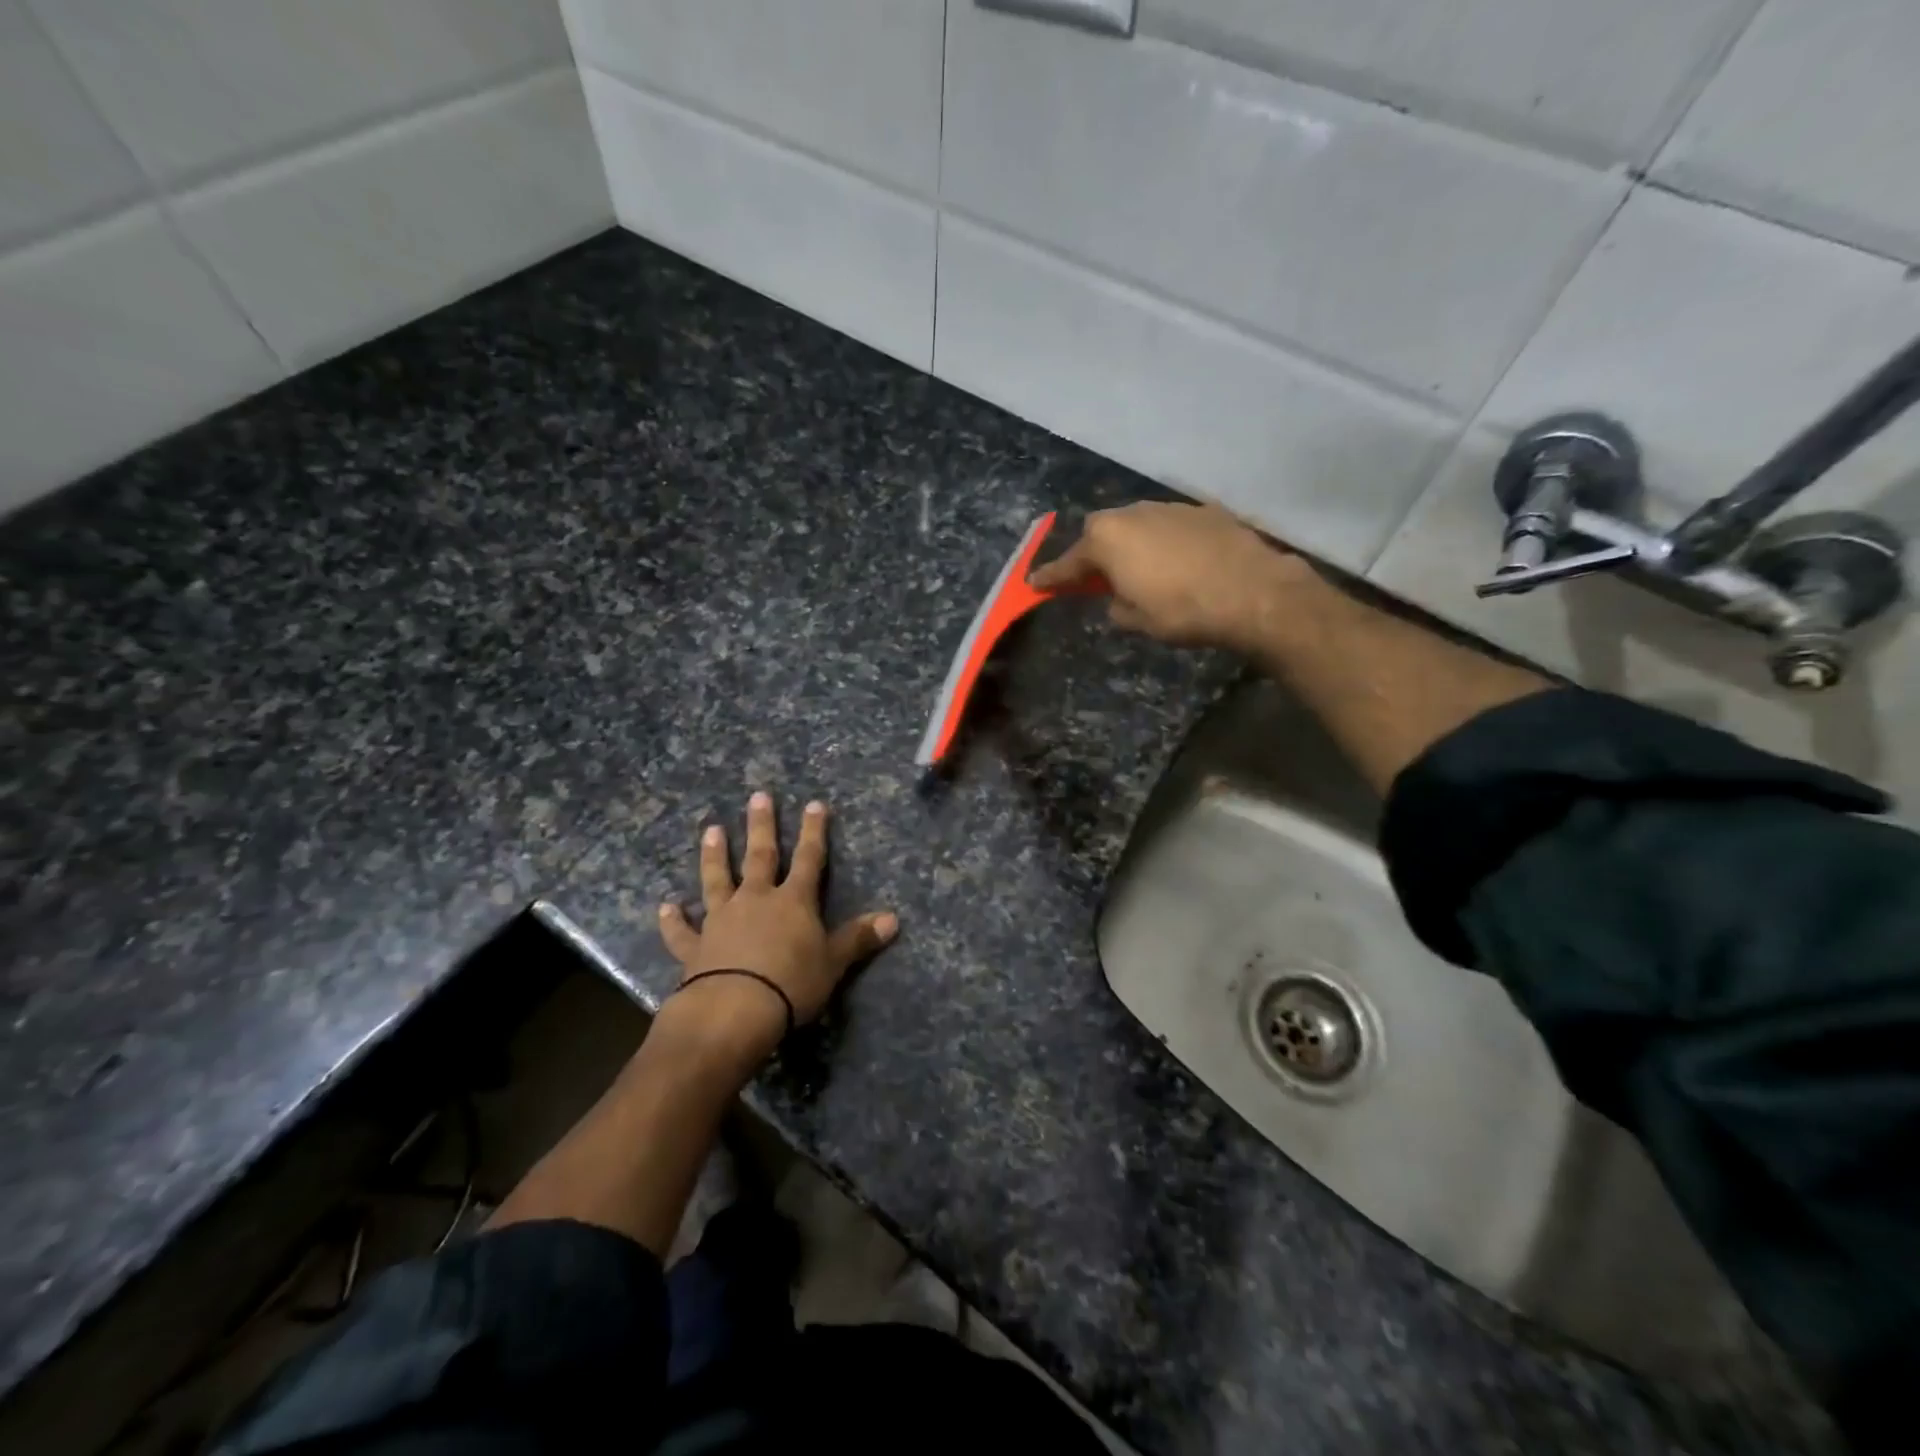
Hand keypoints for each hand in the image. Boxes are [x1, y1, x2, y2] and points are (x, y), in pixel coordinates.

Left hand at [656, 792, 897, 1061]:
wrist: (735, 1009)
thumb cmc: (792, 984)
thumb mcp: (833, 963)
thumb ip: (859, 938)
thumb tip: (894, 919)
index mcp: (794, 902)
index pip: (810, 859)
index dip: (814, 832)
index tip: (814, 804)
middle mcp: (756, 900)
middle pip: (760, 856)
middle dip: (761, 826)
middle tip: (757, 797)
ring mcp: (722, 919)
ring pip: (717, 880)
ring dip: (715, 856)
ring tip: (711, 830)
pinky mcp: (695, 947)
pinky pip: (682, 930)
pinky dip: (673, 919)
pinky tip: (665, 906)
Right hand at [1029, 501, 1317, 653]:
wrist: (1252, 593)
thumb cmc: (1181, 611)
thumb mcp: (1135, 620)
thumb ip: (1115, 604)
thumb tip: (1118, 596)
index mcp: (1107, 539)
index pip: (1069, 562)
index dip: (1051, 577)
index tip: (1034, 585)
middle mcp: (1133, 513)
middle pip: (1101, 532)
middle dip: (1096, 553)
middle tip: (1098, 577)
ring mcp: (1170, 507)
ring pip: (1138, 524)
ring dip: (1133, 545)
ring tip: (1144, 571)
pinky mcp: (1204, 510)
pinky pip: (1170, 526)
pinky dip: (1166, 542)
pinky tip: (1180, 562)